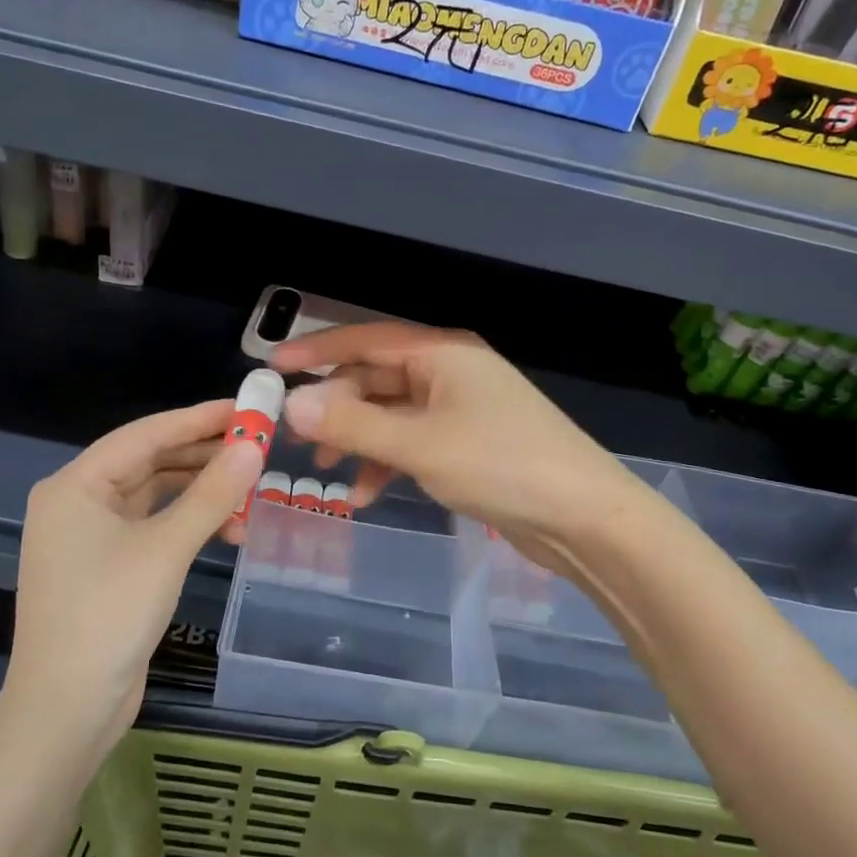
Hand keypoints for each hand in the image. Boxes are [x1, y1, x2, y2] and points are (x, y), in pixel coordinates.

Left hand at [2, 401, 261, 752]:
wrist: (66, 711)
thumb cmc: (108, 616)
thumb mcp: (166, 549)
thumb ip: (212, 494)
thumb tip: (254, 446)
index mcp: (75, 485)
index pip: (145, 434)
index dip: (198, 419)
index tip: (246, 408)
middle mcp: (78, 502)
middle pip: (150, 462)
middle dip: (204, 456)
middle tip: (257, 446)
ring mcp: (90, 537)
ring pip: (155, 496)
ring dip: (201, 493)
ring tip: (252, 490)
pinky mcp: (107, 566)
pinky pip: (153, 526)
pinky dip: (189, 523)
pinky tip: (228, 528)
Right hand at [271, 324, 652, 577]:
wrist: (584, 517)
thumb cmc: (501, 465)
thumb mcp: (418, 445)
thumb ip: (353, 424)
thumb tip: (292, 403)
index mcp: (442, 353)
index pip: (366, 340)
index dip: (316, 349)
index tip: (272, 366)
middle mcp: (450, 372)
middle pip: (376, 378)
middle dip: (336, 407)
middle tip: (299, 439)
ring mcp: (461, 408)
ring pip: (391, 413)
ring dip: (358, 439)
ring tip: (328, 473)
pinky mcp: (468, 443)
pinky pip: (413, 441)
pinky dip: (387, 462)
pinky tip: (368, 495)